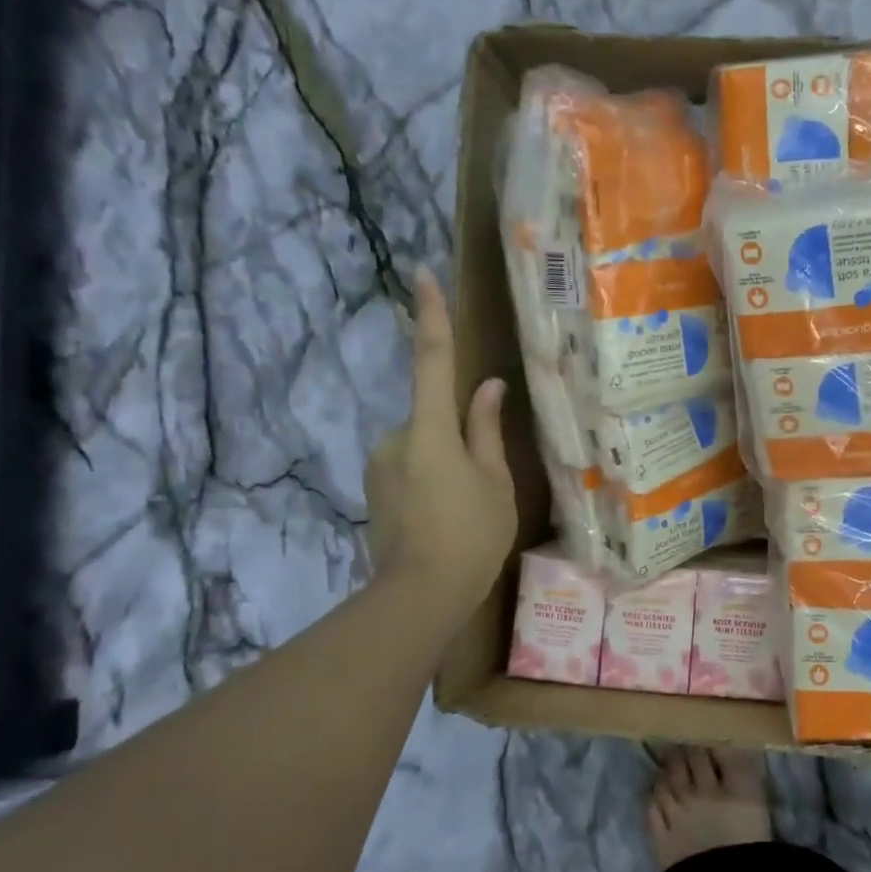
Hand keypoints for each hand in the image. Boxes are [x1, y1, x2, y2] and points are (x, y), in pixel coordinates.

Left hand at [365, 269, 515, 610]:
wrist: (419, 596)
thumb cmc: (471, 536)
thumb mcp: (495, 482)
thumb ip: (487, 431)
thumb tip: (487, 387)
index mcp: (431, 431)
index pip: (432, 362)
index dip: (431, 318)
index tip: (422, 276)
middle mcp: (396, 438)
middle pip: (433, 417)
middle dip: (457, 435)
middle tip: (483, 480)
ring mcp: (379, 465)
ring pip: (423, 445)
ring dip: (446, 460)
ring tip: (467, 506)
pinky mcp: (375, 488)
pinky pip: (410, 467)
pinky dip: (431, 479)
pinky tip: (446, 516)